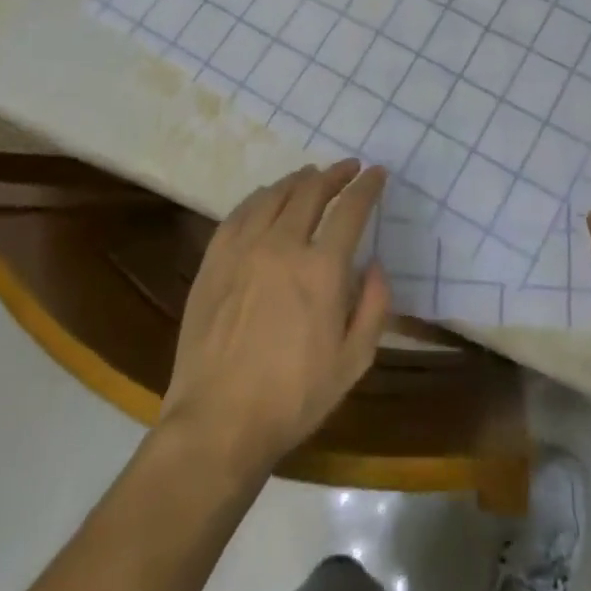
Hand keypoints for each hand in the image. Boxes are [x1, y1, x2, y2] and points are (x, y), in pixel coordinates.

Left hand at [158, 160, 390, 480]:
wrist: (219, 421)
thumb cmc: (294, 397)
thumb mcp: (353, 361)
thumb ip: (374, 306)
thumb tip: (374, 264)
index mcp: (322, 269)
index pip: (350, 209)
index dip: (366, 186)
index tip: (376, 173)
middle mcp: (283, 245)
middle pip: (311, 192)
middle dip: (335, 175)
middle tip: (347, 168)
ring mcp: (243, 250)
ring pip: (274, 196)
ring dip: (298, 180)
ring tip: (310, 175)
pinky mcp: (214, 261)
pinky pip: (239, 213)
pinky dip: (259, 197)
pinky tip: (266, 197)